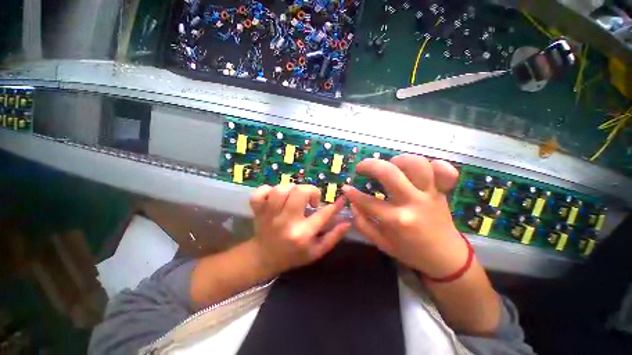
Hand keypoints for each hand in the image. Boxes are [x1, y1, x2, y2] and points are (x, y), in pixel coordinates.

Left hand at [248, 184, 350, 275]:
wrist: (264, 258)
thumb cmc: (293, 255)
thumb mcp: (316, 251)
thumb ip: (333, 237)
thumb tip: (347, 222)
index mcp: (302, 234)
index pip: (323, 214)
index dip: (335, 205)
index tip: (341, 199)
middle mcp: (286, 222)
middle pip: (299, 192)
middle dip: (310, 191)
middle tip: (311, 200)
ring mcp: (269, 214)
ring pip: (281, 189)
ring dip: (291, 190)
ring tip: (293, 198)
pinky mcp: (257, 210)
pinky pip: (261, 192)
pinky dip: (268, 190)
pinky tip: (275, 197)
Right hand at [343, 155, 464, 277]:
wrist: (446, 258)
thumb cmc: (410, 251)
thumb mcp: (381, 243)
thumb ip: (363, 223)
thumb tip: (352, 203)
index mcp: (397, 220)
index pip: (367, 201)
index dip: (352, 193)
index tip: (346, 188)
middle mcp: (413, 203)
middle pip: (389, 173)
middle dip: (369, 165)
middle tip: (361, 168)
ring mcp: (430, 194)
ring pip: (416, 165)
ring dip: (398, 160)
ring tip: (390, 166)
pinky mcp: (442, 191)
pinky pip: (444, 171)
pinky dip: (434, 164)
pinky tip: (421, 169)